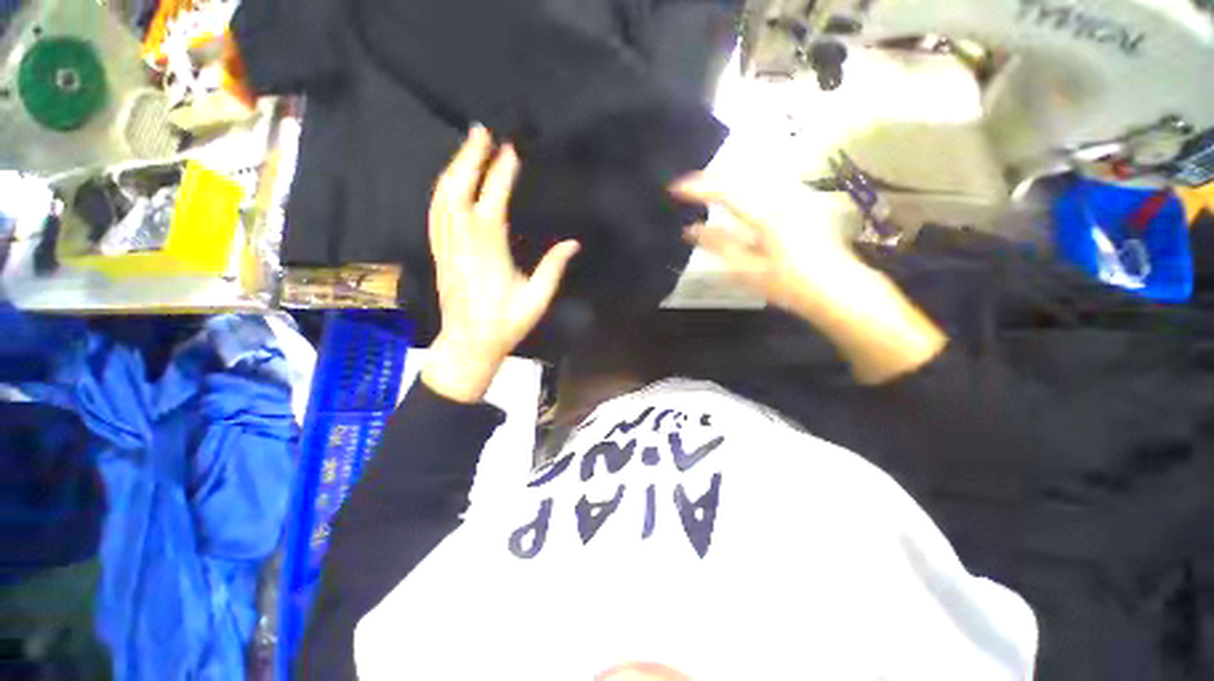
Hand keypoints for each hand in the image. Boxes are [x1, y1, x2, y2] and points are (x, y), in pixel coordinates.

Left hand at [423, 126, 579, 401]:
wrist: (467, 345)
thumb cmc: (505, 325)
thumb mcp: (536, 301)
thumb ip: (553, 270)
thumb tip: (573, 243)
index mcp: (489, 257)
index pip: (491, 206)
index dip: (499, 176)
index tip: (510, 152)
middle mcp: (462, 246)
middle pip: (458, 193)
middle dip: (469, 158)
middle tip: (481, 131)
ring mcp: (446, 248)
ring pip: (442, 200)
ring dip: (453, 168)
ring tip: (468, 146)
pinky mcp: (439, 253)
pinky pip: (435, 214)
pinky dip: (442, 190)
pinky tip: (450, 179)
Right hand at [672, 173, 945, 383]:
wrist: (838, 289)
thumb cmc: (791, 285)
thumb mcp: (749, 270)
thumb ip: (719, 246)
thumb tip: (690, 230)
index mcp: (768, 215)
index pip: (727, 192)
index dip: (699, 188)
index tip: (675, 188)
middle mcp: (784, 197)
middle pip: (742, 175)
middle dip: (712, 178)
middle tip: (688, 188)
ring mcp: (797, 196)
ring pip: (756, 175)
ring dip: (729, 178)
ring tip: (707, 188)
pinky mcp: (803, 201)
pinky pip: (768, 182)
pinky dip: (746, 184)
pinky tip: (738, 193)